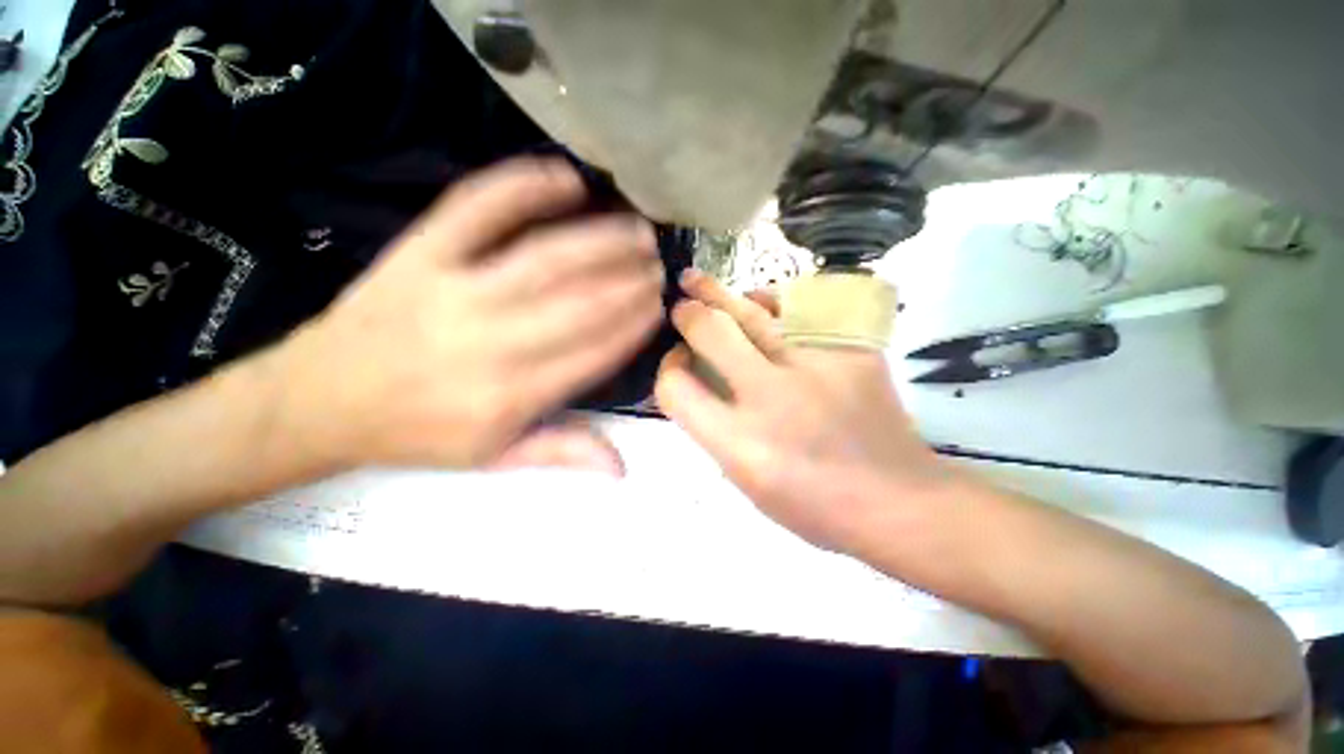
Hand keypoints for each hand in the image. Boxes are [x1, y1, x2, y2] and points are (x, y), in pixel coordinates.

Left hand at [266, 159, 665, 471]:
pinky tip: (564, 179)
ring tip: (636, 230)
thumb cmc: (417, 433)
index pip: (592, 354)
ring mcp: (453, 290)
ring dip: (599, 241)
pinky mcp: (420, 253)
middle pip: (577, 303)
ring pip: (544, 259)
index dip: (631, 327)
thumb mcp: (492, 458)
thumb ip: (561, 452)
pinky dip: (522, 188)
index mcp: (509, 396)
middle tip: (658, 266)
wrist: (318, 400)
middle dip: (628, 282)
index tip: (657, 308)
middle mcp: (490, 342)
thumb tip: (621, 467)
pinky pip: (476, 209)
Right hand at [655, 270, 961, 551]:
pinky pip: (798, 311)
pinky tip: (759, 300)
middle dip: (687, 315)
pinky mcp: (849, 350)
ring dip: (716, 293)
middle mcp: (770, 398)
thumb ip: (715, 432)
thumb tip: (699, 382)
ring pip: (751, 312)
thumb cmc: (813, 505)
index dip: (667, 369)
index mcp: (740, 443)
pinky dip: (770, 303)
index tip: (677, 362)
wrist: (897, 500)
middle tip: (679, 307)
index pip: (677, 388)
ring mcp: (814, 367)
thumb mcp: (746, 484)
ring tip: (695, 280)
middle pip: (710, 333)